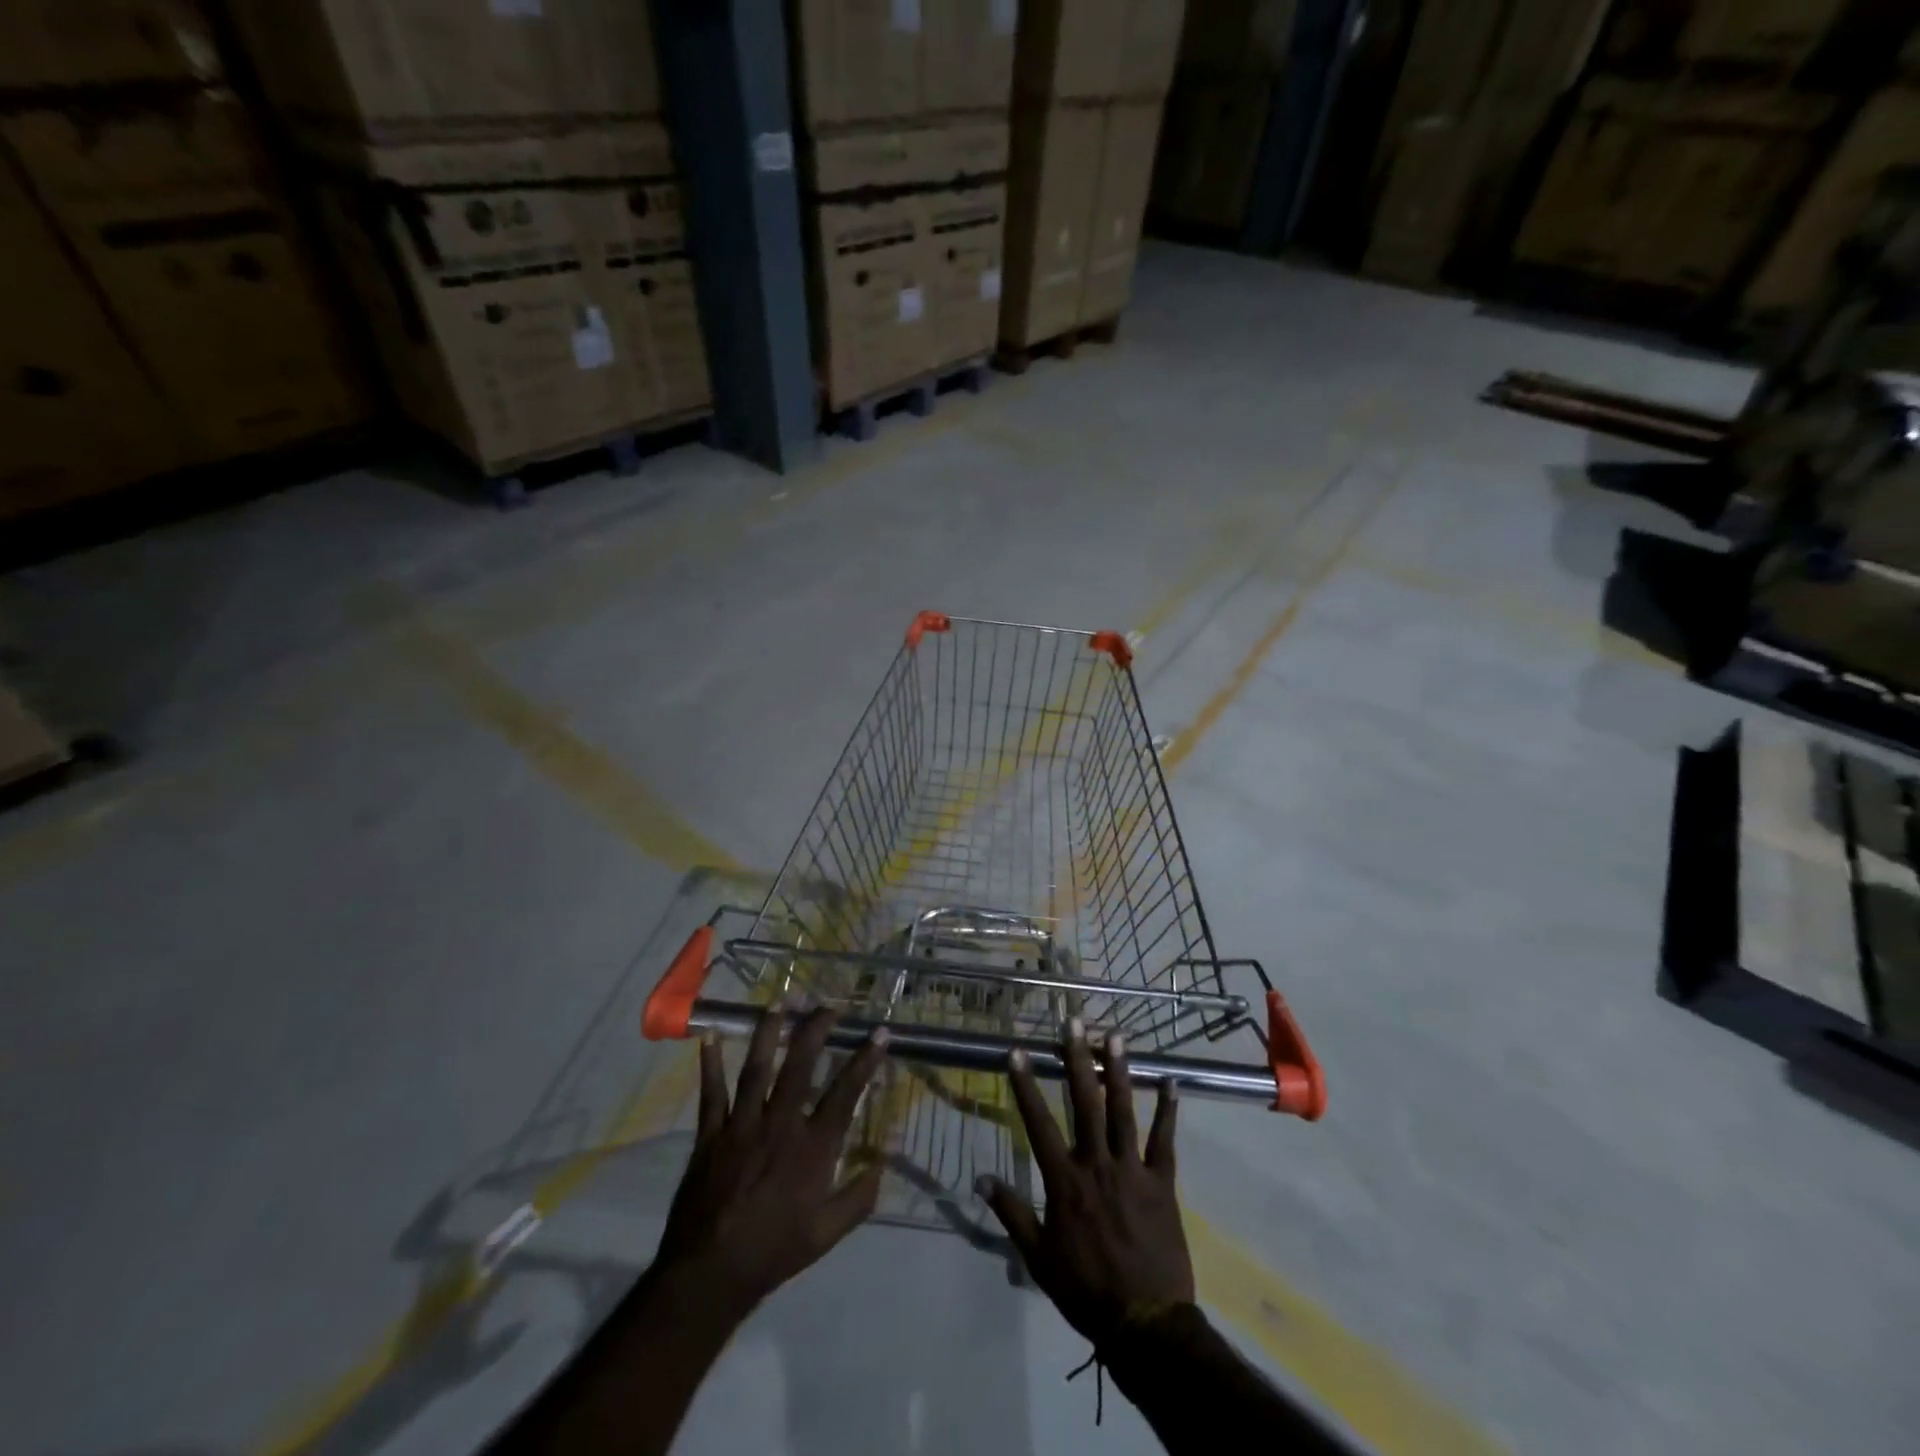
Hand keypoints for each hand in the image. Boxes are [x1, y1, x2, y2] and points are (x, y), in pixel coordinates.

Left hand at [652, 1006, 889, 1316]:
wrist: (711, 1274)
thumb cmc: (774, 1251)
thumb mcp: (827, 1234)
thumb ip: (859, 1197)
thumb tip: (884, 1163)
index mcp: (812, 1147)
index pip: (845, 1092)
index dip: (865, 1059)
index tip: (880, 1032)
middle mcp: (780, 1124)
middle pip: (800, 1065)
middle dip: (816, 1030)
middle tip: (827, 1008)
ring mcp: (743, 1125)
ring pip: (757, 1068)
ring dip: (768, 1033)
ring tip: (777, 1005)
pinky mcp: (711, 1135)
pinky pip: (712, 1093)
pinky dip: (711, 1064)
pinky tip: (711, 1037)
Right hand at [978, 1020, 1193, 1350]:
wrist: (1145, 1325)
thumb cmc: (1085, 1290)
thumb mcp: (1038, 1258)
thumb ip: (1011, 1213)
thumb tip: (980, 1179)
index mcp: (1065, 1181)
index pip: (1038, 1122)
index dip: (1026, 1085)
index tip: (1017, 1051)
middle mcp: (1097, 1164)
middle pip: (1085, 1102)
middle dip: (1077, 1059)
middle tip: (1074, 1022)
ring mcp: (1132, 1170)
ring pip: (1123, 1110)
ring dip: (1119, 1071)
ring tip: (1115, 1035)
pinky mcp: (1161, 1183)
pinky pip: (1164, 1140)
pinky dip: (1168, 1111)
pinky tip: (1171, 1081)